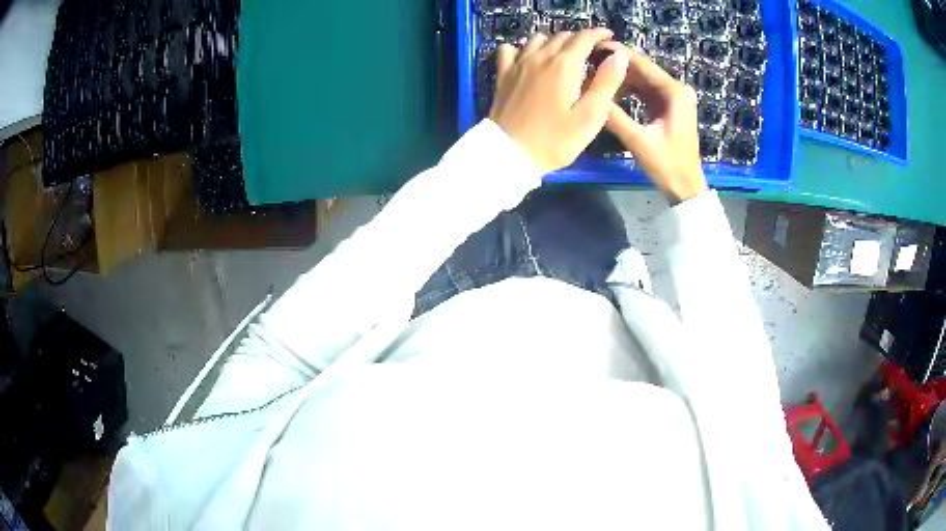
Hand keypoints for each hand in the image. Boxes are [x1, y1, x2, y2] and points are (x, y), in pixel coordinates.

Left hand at [489, 29, 629, 174]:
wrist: (509, 153)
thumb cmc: (555, 140)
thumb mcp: (590, 116)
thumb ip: (606, 83)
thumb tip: (618, 56)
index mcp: (565, 65)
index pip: (584, 38)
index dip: (599, 34)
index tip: (608, 36)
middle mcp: (540, 57)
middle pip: (562, 36)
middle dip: (580, 39)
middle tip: (591, 52)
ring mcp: (518, 64)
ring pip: (538, 39)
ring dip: (554, 42)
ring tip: (565, 56)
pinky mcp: (502, 75)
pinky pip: (510, 49)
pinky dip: (523, 48)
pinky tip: (528, 59)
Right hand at [601, 43, 707, 203]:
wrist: (686, 187)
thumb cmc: (667, 165)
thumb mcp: (638, 141)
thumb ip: (614, 116)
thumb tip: (589, 94)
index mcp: (675, 92)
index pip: (642, 64)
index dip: (617, 54)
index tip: (592, 48)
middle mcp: (677, 89)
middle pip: (642, 70)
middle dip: (617, 66)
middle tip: (588, 64)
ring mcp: (675, 98)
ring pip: (643, 80)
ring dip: (621, 79)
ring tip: (595, 76)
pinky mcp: (670, 107)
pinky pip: (646, 91)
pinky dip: (629, 91)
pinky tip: (611, 92)